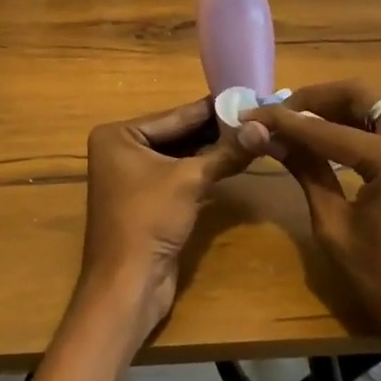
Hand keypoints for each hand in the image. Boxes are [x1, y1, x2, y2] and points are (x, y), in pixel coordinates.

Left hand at [82, 98, 253, 337]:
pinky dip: (202, 171)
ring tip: (250, 136)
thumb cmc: (149, 219)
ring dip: (211, 151)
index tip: (243, 95)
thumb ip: (226, 153)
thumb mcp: (190, 180)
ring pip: (179, 156)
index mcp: (118, 135)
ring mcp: (132, 176)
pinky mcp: (146, 200)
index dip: (210, 109)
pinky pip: (178, 176)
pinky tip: (233, 162)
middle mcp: (120, 149)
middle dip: (213, 130)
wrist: (128, 284)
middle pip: (176, 135)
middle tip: (252, 116)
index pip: (174, 116)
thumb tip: (262, 129)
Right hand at [236, 81, 380, 354]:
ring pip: (378, 104)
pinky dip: (359, 123)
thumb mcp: (333, 224)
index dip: (283, 120)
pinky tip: (331, 138)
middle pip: (361, 94)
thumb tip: (265, 135)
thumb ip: (304, 170)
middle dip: (317, 98)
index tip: (251, 114)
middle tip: (282, 112)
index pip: (326, 129)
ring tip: (300, 123)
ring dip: (338, 107)